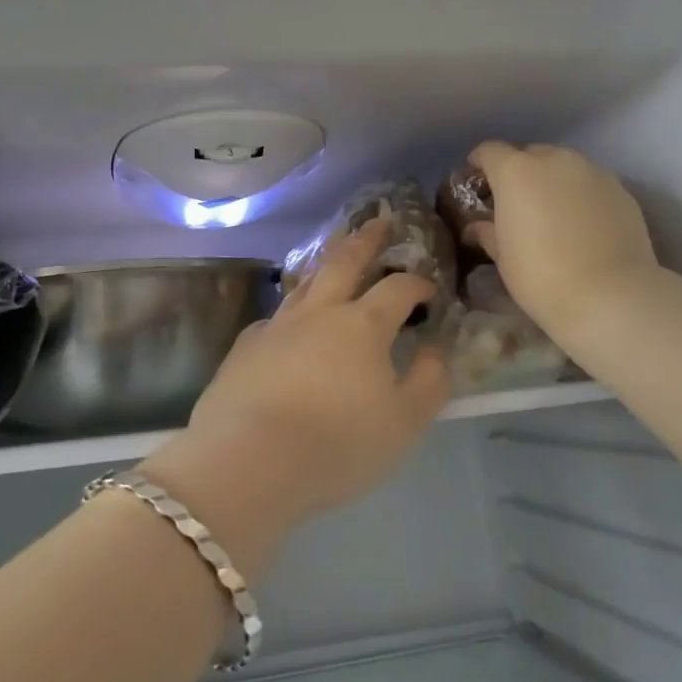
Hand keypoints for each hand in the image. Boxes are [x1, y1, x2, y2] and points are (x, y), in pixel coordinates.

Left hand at [141, 221, 450, 572]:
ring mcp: (277, 326)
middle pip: (344, 262)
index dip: (417, 283)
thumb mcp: (404, 422)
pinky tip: (289, 321)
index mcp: (363, 325)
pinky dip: (290, 310)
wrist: (250, 460)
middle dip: (366, 239)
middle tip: (380, 221)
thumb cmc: (338, 443)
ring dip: (324, 263)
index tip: (429, 288)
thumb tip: (436, 351)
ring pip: (304, 282)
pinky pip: (274, 317)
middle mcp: (319, 312)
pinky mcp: (245, 347)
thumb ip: (429, 383)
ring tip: (334, 253)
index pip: (397, 288)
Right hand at [466, 141, 656, 353]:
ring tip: (552, 214)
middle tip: (516, 204)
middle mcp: (554, 160)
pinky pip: (590, 184)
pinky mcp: (621, 189)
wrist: (609, 295)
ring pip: (564, 167)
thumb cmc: (540, 275)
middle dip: (519, 173)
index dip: (480, 164)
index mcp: (516, 172)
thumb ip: (488, 232)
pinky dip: (581, 196)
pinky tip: (582, 225)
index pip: (489, 151)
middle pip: (530, 155)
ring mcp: (592, 171)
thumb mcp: (503, 257)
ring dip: (552, 182)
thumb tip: (477, 227)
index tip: (477, 184)